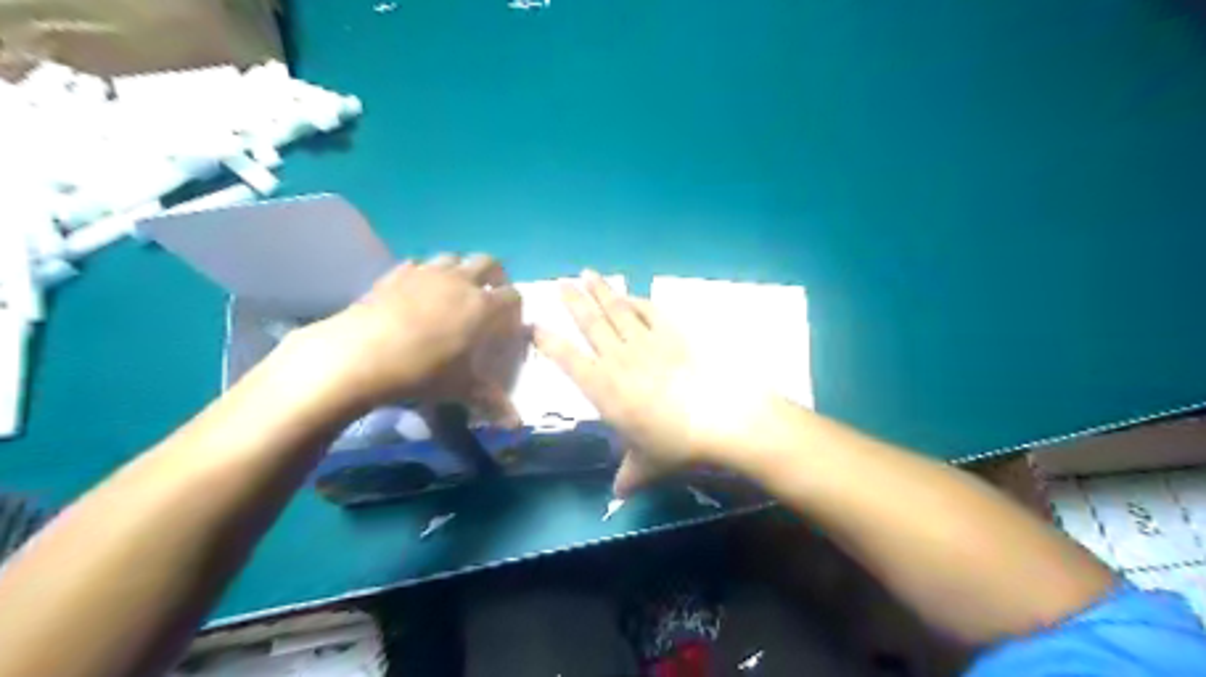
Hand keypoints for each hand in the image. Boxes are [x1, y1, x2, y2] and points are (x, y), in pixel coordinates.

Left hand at [298, 253, 522, 423]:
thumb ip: (491, 401)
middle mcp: (459, 281)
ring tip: (454, 293)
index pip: (513, 295)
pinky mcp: (396, 274)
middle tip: (489, 297)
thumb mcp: (461, 389)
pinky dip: (425, 274)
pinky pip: (419, 264)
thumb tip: (517, 425)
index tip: (509, 324)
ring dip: (461, 270)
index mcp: (482, 306)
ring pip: (453, 258)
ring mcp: (427, 273)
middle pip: (488, 263)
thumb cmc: (422, 371)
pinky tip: (417, 293)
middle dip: (495, 277)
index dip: (515, 308)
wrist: (360, 354)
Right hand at [534, 269, 782, 496]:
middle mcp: (619, 359)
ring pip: (617, 310)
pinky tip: (630, 294)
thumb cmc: (676, 444)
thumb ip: (629, 477)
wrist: (721, 417)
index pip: (567, 359)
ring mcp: (647, 341)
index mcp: (604, 389)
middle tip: (561, 282)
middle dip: (573, 301)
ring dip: (601, 291)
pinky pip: (649, 310)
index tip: (534, 325)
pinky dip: (637, 300)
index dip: (548, 341)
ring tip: (587, 274)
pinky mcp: (674, 333)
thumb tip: (619, 495)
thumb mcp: (648, 466)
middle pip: (590, 324)